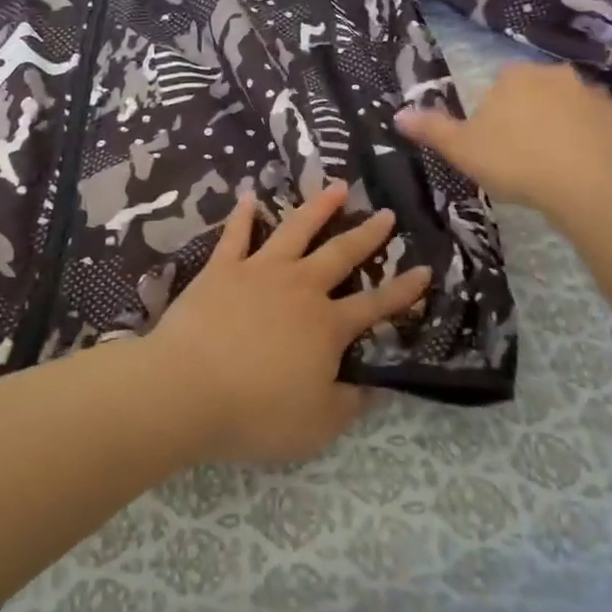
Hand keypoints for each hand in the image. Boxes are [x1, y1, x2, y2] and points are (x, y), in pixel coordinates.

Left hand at [141, 181, 432, 464]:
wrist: (187, 389)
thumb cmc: (256, 412)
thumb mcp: (317, 425)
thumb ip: (349, 404)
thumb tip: (372, 387)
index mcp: (327, 326)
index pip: (375, 305)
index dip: (403, 290)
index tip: (424, 270)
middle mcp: (300, 288)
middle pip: (341, 255)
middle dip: (367, 235)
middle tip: (386, 214)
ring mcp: (259, 272)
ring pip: (296, 230)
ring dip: (318, 207)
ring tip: (336, 186)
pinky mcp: (222, 269)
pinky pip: (236, 235)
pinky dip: (243, 215)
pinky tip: (248, 196)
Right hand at [395, 61, 611, 213]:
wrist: (588, 184)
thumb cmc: (515, 161)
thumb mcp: (461, 149)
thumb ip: (431, 129)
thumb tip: (398, 114)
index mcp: (514, 76)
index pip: (498, 86)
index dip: (494, 115)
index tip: (494, 144)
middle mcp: (555, 74)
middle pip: (535, 93)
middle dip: (529, 116)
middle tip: (522, 156)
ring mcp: (593, 94)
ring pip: (569, 108)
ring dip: (562, 127)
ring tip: (555, 166)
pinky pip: (600, 126)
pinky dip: (592, 141)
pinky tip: (585, 169)